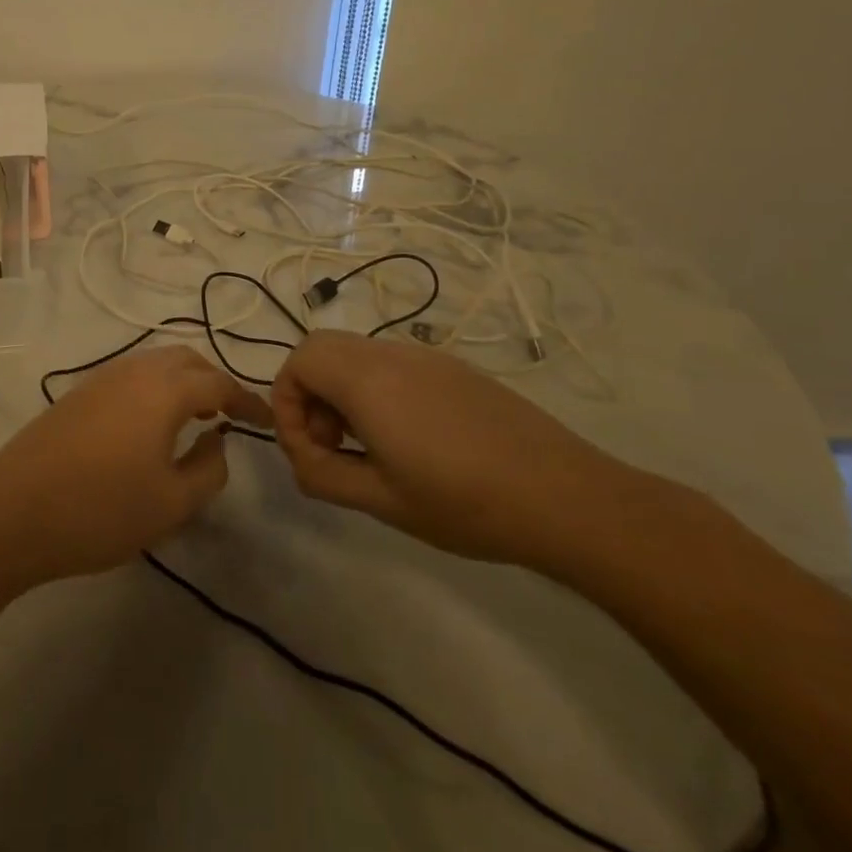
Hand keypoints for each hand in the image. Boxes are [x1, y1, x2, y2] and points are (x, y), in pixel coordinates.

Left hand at [0, 346, 265, 585]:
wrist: (12, 513)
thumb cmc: (100, 511)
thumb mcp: (171, 503)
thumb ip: (209, 469)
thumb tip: (217, 441)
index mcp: (164, 390)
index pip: (219, 383)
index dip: (247, 401)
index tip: (266, 422)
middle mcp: (134, 371)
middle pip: (187, 361)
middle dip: (215, 382)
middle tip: (230, 416)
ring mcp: (101, 378)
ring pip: (156, 364)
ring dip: (183, 382)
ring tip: (195, 419)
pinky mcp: (78, 394)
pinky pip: (131, 376)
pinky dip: (155, 388)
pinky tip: (151, 425)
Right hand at [269, 330, 645, 570]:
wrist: (565, 497)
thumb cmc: (466, 503)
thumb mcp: (383, 501)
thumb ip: (323, 476)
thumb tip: (301, 458)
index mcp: (367, 381)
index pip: (298, 361)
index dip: (286, 403)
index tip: (308, 451)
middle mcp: (390, 354)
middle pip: (321, 348)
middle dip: (309, 392)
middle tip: (331, 443)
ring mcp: (425, 357)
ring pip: (356, 353)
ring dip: (341, 390)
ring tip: (367, 446)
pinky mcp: (452, 368)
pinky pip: (390, 362)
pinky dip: (374, 388)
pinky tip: (408, 438)